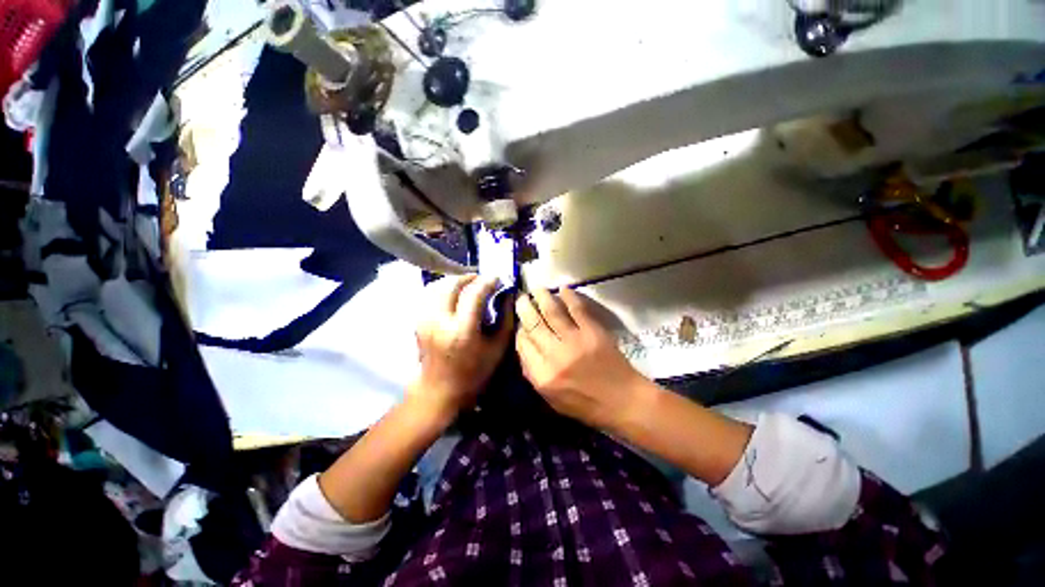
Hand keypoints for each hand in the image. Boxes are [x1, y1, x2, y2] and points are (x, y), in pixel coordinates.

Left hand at [411, 275, 513, 420]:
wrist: (439, 390)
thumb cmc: (474, 372)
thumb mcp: (498, 348)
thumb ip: (505, 319)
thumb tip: (509, 295)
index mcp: (462, 330)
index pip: (474, 294)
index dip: (487, 282)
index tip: (497, 278)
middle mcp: (439, 321)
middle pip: (452, 285)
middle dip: (469, 277)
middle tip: (482, 278)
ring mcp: (425, 320)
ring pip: (438, 287)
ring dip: (455, 281)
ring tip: (469, 285)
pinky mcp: (418, 321)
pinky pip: (430, 295)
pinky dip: (444, 289)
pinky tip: (454, 295)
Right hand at [515, 288, 648, 429]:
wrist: (623, 402)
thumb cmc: (586, 405)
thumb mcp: (552, 399)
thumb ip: (534, 374)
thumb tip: (524, 347)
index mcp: (542, 376)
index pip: (522, 344)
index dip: (519, 330)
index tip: (521, 323)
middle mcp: (554, 356)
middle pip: (534, 325)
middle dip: (525, 308)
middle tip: (522, 298)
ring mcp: (574, 341)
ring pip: (551, 312)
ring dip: (542, 297)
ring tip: (537, 289)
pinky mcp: (592, 331)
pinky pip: (576, 309)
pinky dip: (568, 297)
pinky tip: (562, 289)